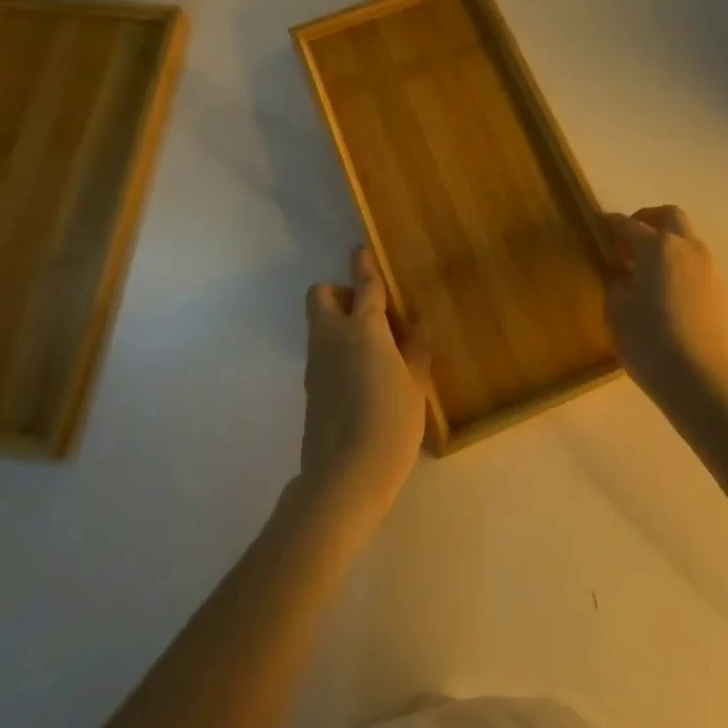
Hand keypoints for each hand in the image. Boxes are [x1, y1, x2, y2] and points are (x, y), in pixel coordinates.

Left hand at [295, 247, 430, 535]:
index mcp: (364, 329)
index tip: (360, 250)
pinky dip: (334, 350)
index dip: (363, 265)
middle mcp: (333, 337)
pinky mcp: (309, 388)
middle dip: (338, 292)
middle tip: (367, 313)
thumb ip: (416, 349)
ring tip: (370, 349)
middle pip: (320, 295)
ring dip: (336, 321)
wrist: (343, 477)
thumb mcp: (415, 386)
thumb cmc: (390, 425)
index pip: (364, 286)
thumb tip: (418, 321)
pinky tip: (358, 378)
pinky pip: (319, 352)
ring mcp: (315, 363)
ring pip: (318, 324)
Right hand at [600, 206, 727, 406]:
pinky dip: (677, 262)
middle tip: (627, 236)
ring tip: (644, 265)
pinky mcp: (718, 291)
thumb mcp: (616, 309)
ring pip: (685, 238)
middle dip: (647, 218)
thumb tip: (621, 273)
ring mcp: (707, 268)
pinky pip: (694, 262)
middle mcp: (686, 247)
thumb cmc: (648, 340)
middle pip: (668, 216)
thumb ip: (616, 282)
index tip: (597, 224)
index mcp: (657, 246)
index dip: (610, 223)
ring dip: (665, 241)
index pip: (627, 224)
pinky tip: (662, 287)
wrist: (701, 381)